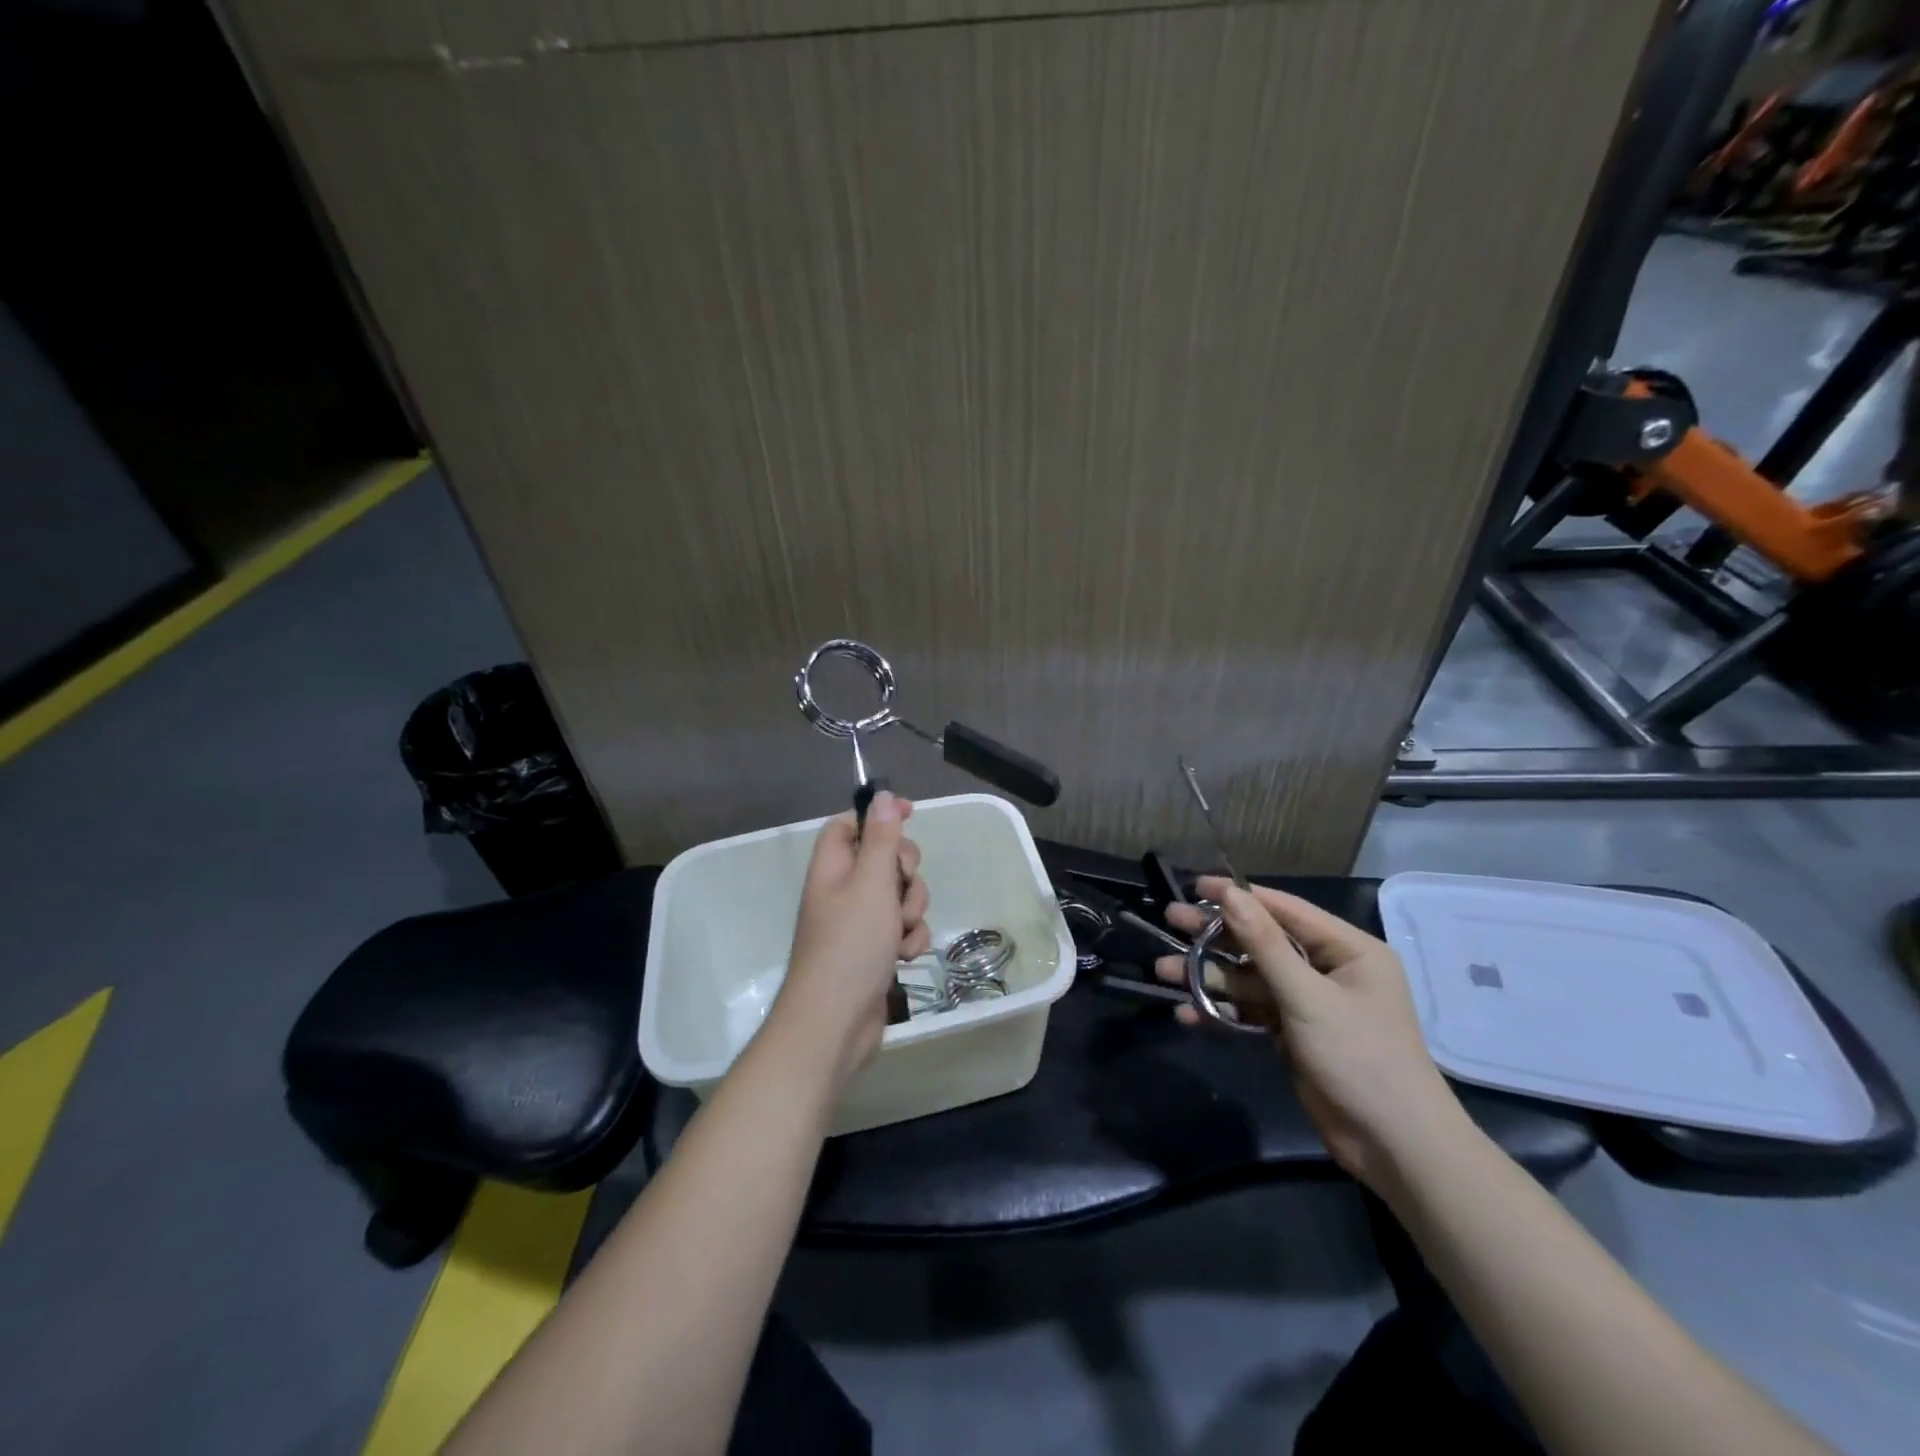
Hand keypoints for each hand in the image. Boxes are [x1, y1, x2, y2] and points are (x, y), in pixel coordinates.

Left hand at [771, 792, 930, 1090]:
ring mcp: (859, 923)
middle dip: (905, 871)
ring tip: (901, 933)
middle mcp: (843, 891)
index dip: (878, 816)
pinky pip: (903, 929)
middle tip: (901, 887)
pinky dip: (909, 939)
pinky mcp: (875, 951)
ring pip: (900, 896)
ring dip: (911, 910)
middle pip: (883, 858)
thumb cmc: (850, 945)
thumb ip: (881, 839)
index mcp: (832, 867)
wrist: (836, 1023)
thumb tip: (881, 796)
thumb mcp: (871, 884)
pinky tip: (904, 957)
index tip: (911, 814)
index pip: (850, 824)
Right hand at [1155, 878, 1465, 1187]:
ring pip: (1250, 978)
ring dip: (1209, 977)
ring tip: (1164, 972)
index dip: (1239, 896)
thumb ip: (1265, 945)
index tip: (1194, 885)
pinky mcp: (1294, 1033)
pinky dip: (1223, 1011)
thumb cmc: (1361, 1059)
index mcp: (1348, 949)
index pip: (1285, 909)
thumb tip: (1230, 894)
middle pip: (1261, 941)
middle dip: (1215, 935)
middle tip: (1170, 920)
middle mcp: (1328, 969)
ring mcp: (1309, 1003)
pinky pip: (1252, 1010)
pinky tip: (1188, 1014)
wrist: (1395, 1148)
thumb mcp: (1309, 998)